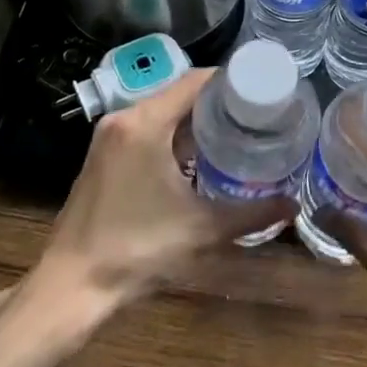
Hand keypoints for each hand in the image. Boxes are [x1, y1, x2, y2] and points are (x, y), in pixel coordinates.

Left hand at [35, 68, 295, 310]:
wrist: (73, 285)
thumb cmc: (138, 250)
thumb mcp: (203, 229)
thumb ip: (253, 214)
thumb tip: (293, 205)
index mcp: (145, 123)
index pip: (194, 81)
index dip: (231, 81)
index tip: (263, 92)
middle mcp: (123, 119)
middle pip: (178, 94)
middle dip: (217, 102)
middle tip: (256, 115)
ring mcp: (108, 137)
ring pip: (161, 112)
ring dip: (195, 120)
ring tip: (235, 133)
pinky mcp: (102, 156)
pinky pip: (145, 130)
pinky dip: (173, 135)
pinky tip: (197, 157)